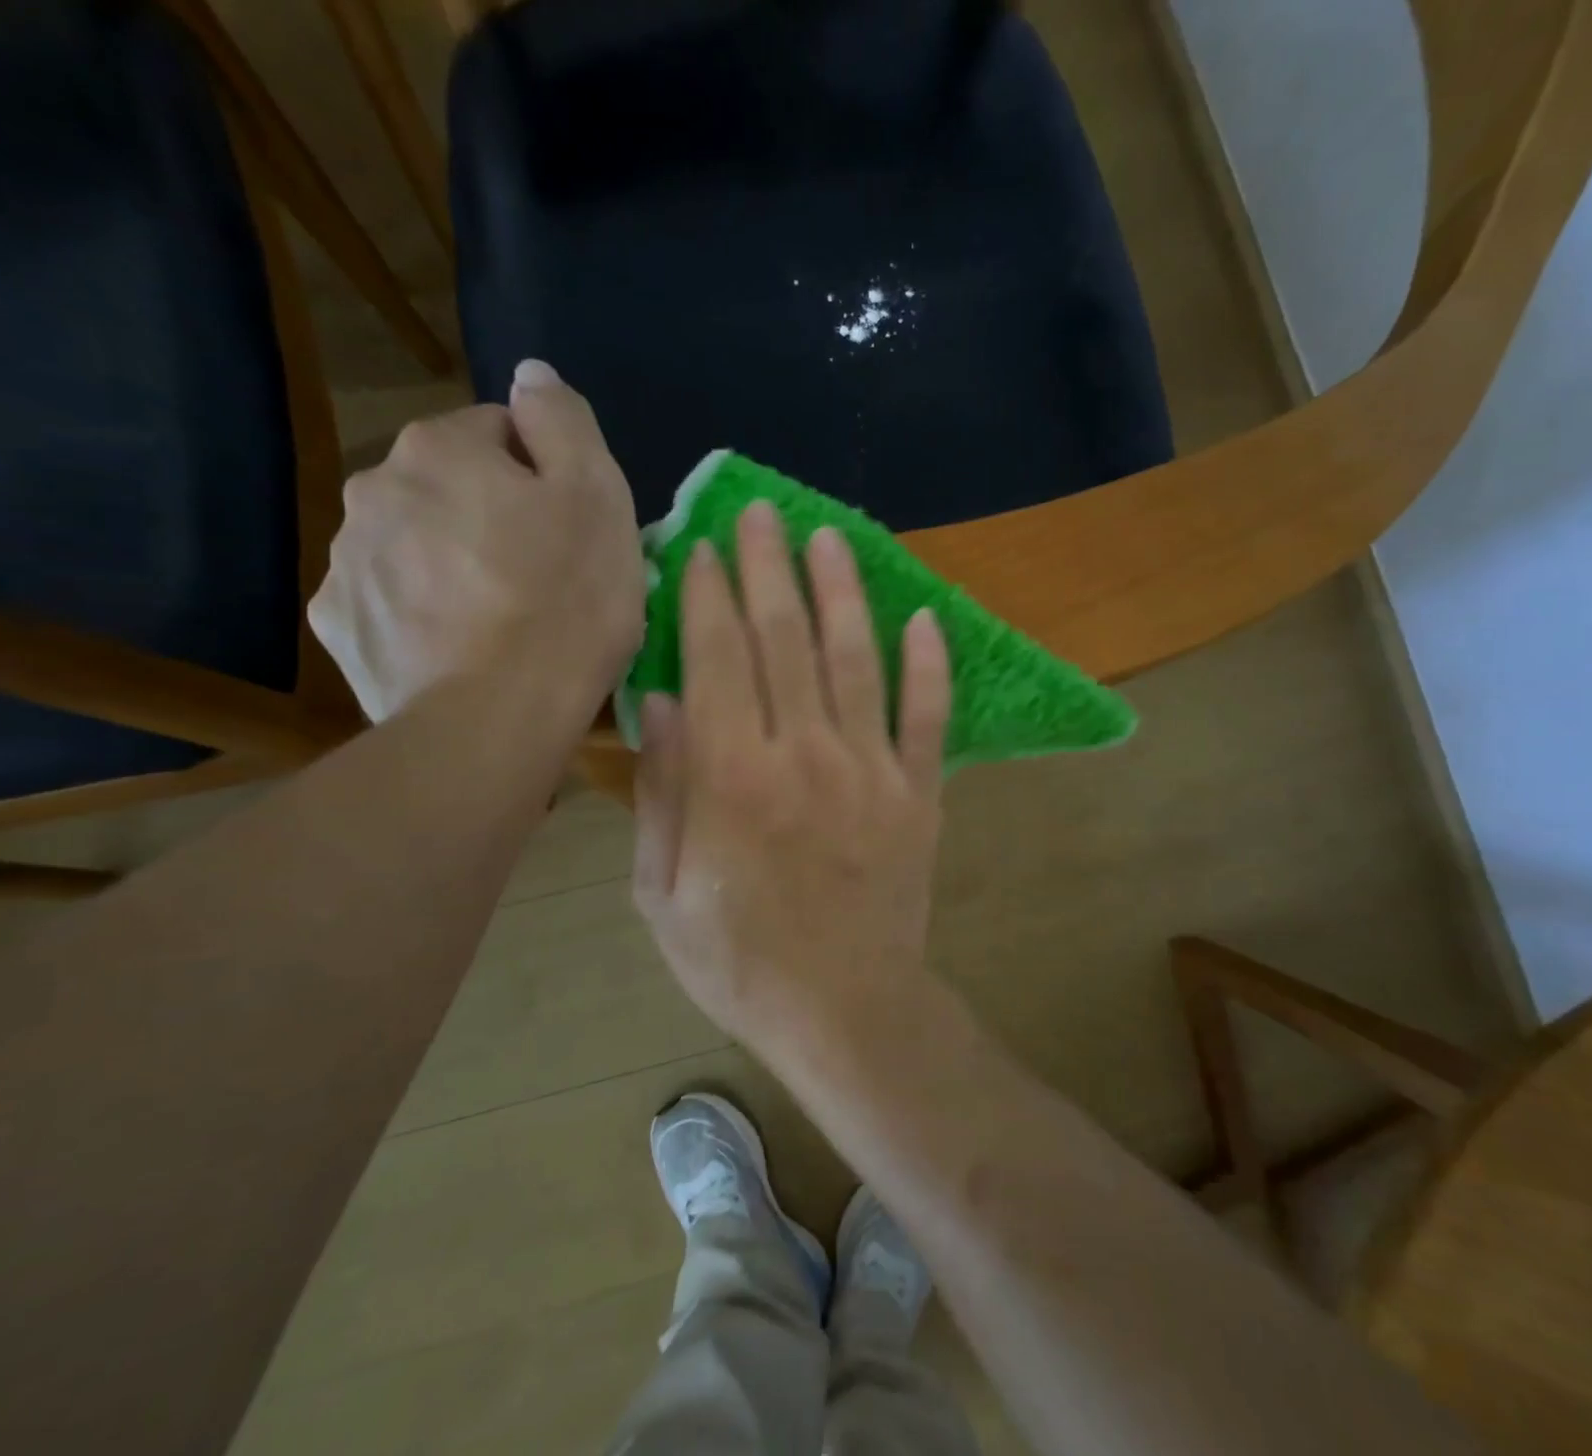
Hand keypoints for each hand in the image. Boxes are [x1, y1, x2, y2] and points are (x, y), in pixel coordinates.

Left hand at [309, 360, 643, 722]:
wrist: (494, 719)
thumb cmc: (564, 602)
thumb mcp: (597, 496)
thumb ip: (563, 420)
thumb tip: (530, 374)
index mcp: (440, 449)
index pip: (500, 432)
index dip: (547, 477)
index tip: (574, 530)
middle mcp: (376, 489)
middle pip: (453, 489)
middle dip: (494, 518)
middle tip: (544, 579)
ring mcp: (348, 561)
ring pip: (419, 544)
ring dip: (457, 564)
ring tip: (505, 622)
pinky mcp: (342, 626)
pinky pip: (393, 601)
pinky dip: (424, 613)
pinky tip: (462, 649)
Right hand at [631, 499, 951, 1050]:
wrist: (844, 1009)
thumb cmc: (739, 959)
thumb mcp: (663, 892)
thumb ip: (663, 792)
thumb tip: (663, 702)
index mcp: (732, 776)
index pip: (719, 657)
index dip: (710, 595)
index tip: (704, 548)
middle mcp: (803, 753)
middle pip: (784, 639)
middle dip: (769, 567)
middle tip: (761, 512)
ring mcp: (871, 770)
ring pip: (855, 660)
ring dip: (841, 592)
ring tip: (829, 537)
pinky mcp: (920, 793)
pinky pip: (927, 716)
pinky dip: (928, 665)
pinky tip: (923, 617)